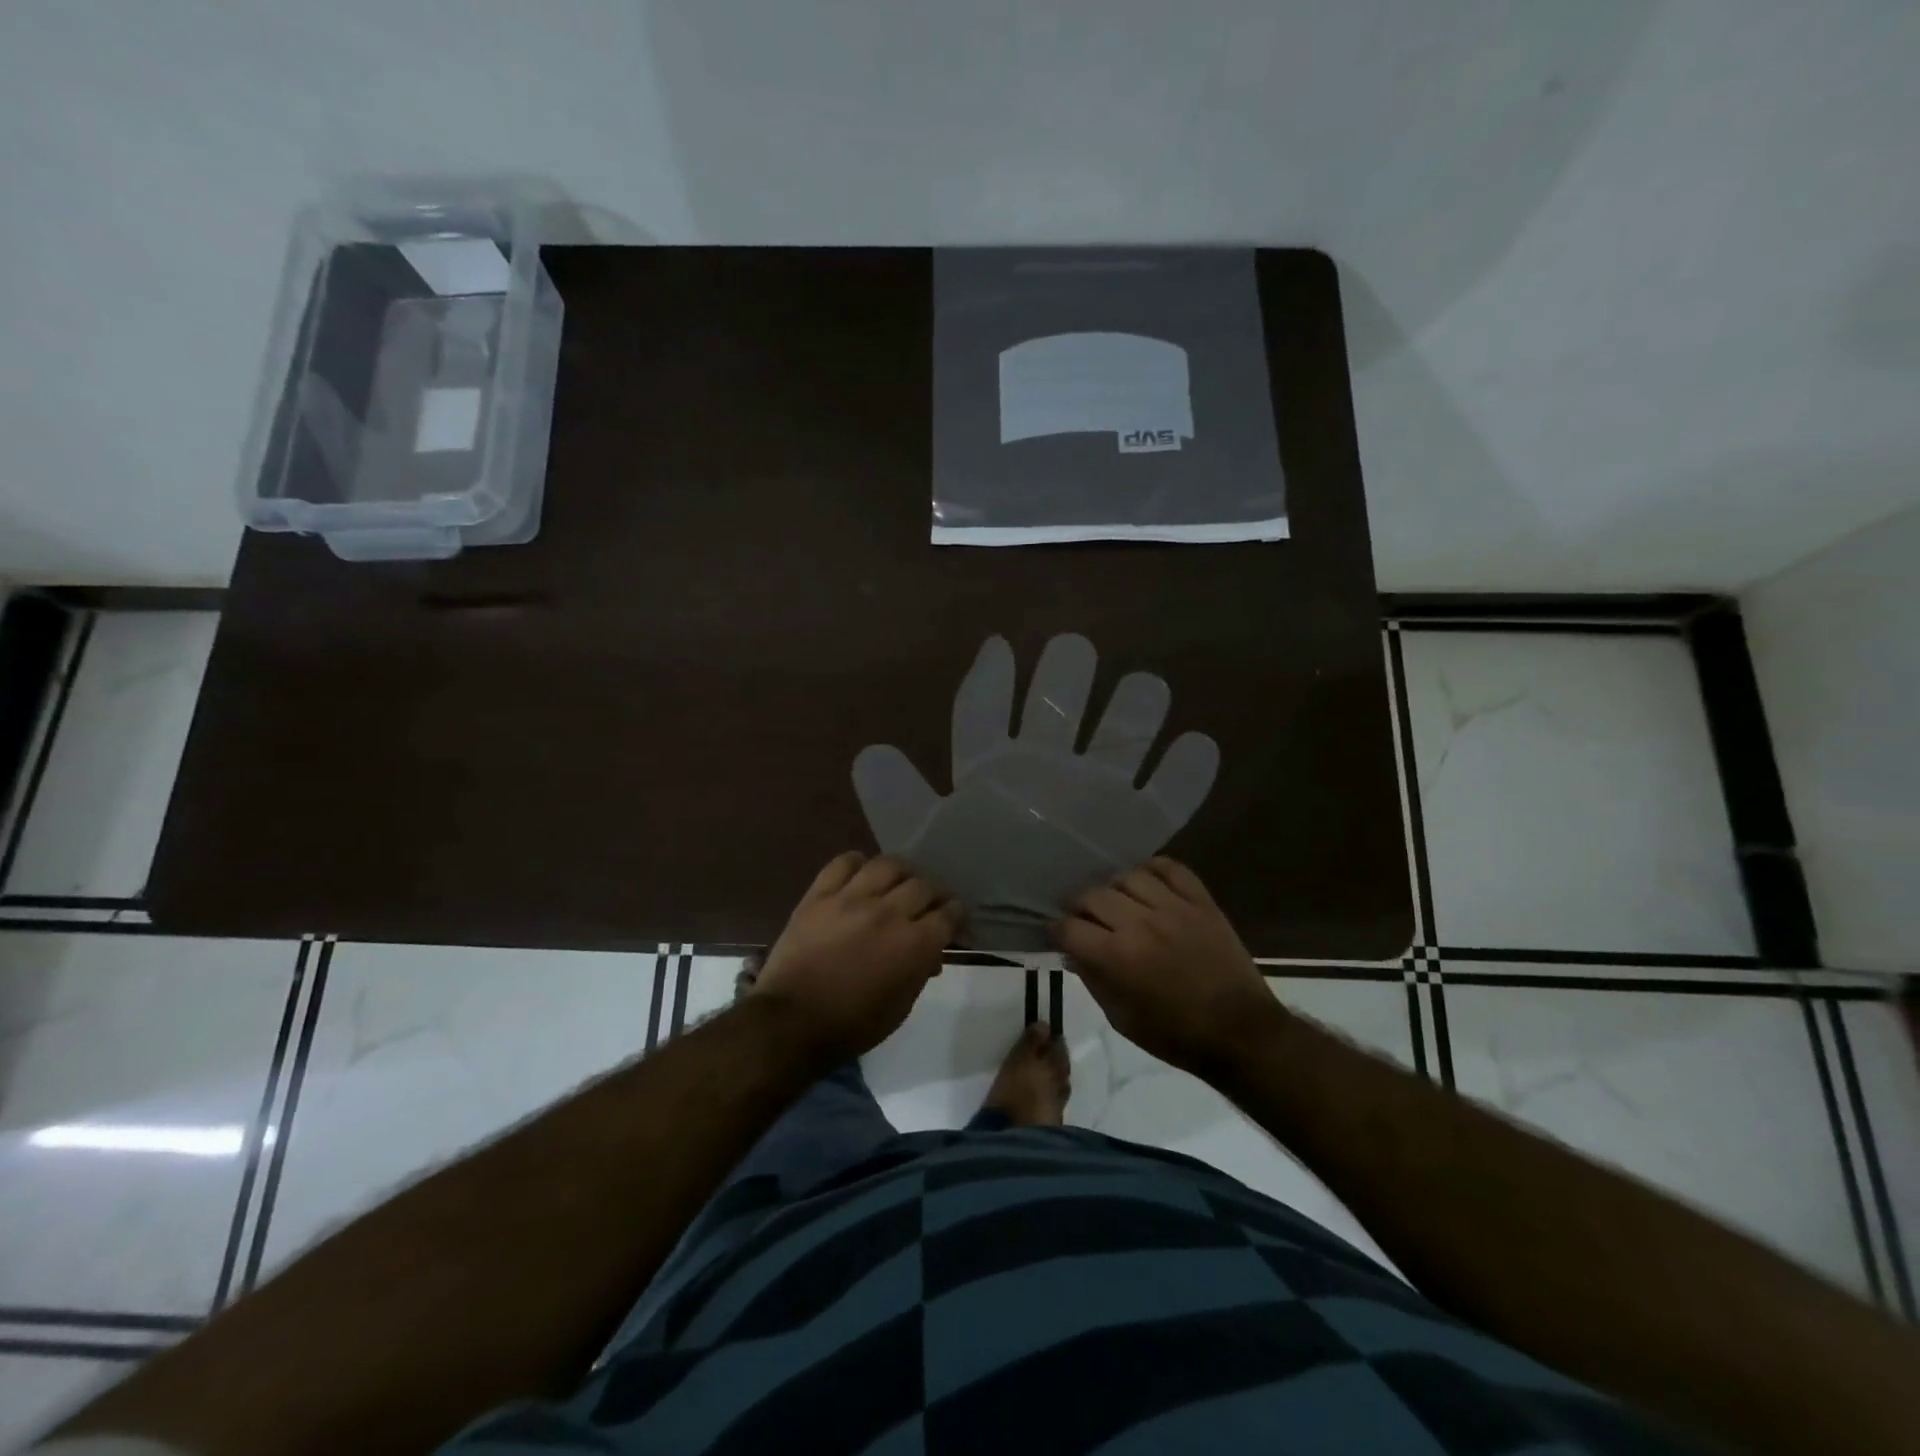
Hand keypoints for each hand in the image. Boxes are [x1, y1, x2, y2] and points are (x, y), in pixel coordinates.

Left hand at [751, 852, 960, 1064]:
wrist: (792, 1021)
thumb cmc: (853, 1024)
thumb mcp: (900, 1008)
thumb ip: (920, 972)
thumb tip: (931, 953)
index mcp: (914, 944)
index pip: (947, 914)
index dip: (954, 913)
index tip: (951, 914)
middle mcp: (889, 913)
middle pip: (922, 885)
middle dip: (931, 893)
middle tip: (926, 902)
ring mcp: (852, 899)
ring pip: (888, 865)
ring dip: (900, 872)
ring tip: (896, 881)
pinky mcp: (820, 894)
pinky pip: (844, 862)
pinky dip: (857, 863)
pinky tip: (861, 873)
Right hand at [1054, 858, 1276, 1079]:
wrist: (1242, 1032)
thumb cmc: (1177, 1035)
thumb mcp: (1122, 1019)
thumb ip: (1093, 981)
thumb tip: (1073, 953)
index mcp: (1117, 957)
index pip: (1070, 927)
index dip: (1057, 931)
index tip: (1058, 935)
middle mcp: (1140, 924)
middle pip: (1093, 895)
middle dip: (1079, 907)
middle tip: (1083, 918)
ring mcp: (1173, 907)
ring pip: (1127, 876)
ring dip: (1113, 888)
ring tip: (1116, 902)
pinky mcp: (1201, 901)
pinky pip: (1170, 867)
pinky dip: (1152, 869)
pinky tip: (1147, 884)